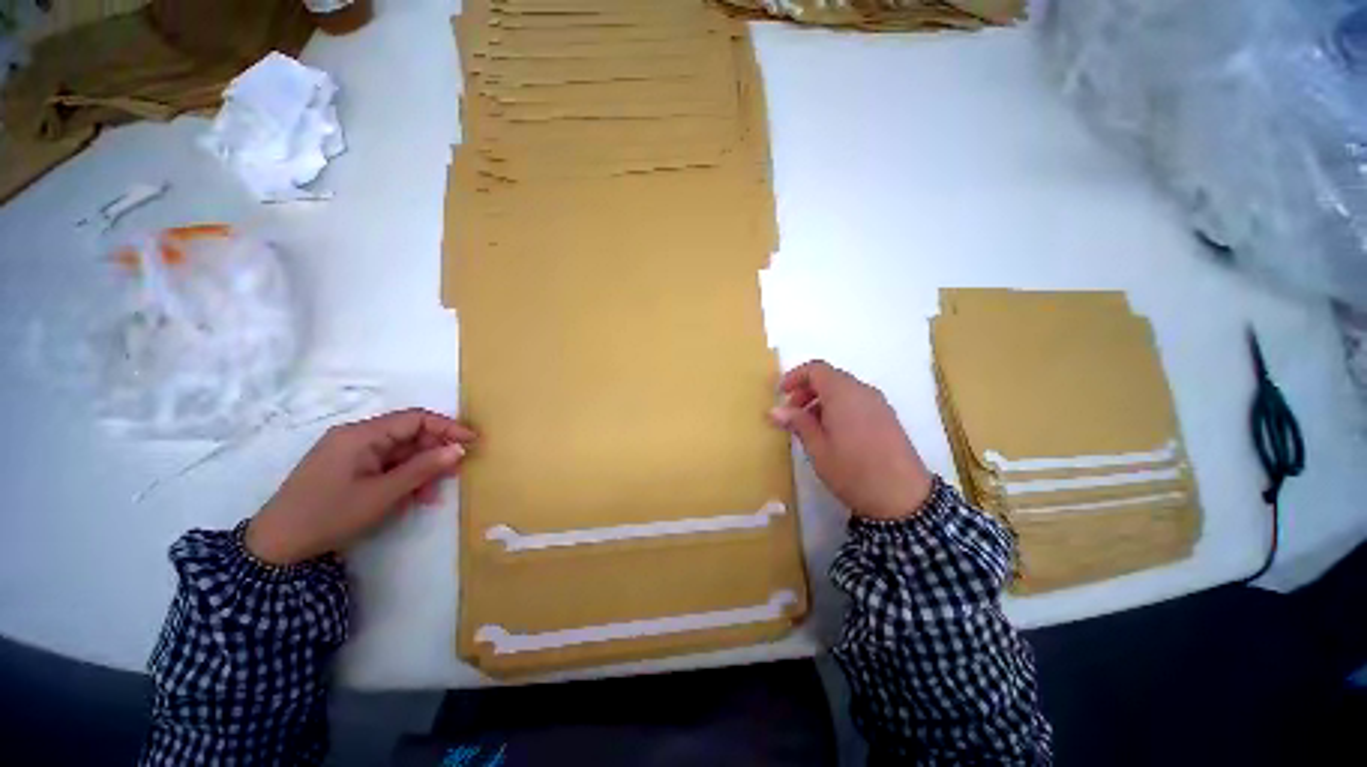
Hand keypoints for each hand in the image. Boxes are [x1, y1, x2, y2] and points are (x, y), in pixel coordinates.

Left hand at [246, 408, 476, 564]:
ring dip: (421, 469)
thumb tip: (459, 448)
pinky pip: (385, 465)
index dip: (448, 427)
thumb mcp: (382, 494)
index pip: (415, 419)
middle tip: (457, 471)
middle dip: (435, 451)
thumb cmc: (330, 515)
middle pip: (408, 434)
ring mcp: (350, 453)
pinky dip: (404, 478)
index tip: (473, 441)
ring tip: (435, 493)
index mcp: (361, 435)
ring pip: (399, 452)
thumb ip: (423, 468)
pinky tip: (415, 497)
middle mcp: (356, 437)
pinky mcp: (347, 468)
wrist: (276, 547)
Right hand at [769, 360, 931, 520]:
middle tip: (791, 413)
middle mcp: (862, 391)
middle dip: (806, 390)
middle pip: (830, 377)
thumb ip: (797, 423)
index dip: (794, 376)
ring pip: (843, 389)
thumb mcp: (817, 448)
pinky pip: (857, 401)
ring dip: (821, 400)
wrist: (903, 499)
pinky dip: (838, 407)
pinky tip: (832, 432)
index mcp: (843, 393)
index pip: (815, 369)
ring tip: (809, 426)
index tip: (780, 394)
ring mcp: (878, 403)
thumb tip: (774, 410)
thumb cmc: (852, 470)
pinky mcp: (887, 417)